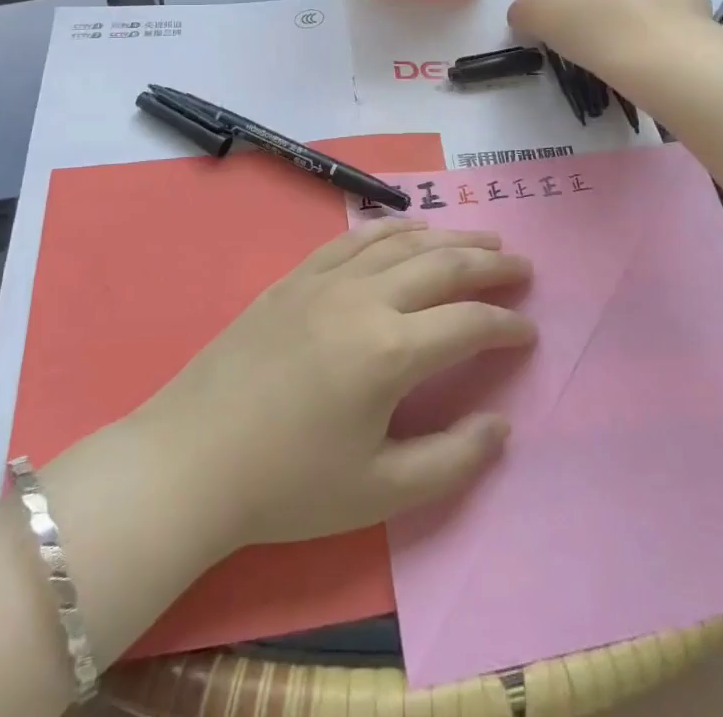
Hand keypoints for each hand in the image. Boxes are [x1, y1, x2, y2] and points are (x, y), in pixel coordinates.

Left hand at [130, 220, 534, 551]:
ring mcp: (328, 279)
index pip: (469, 323)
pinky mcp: (297, 276)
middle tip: (523, 265)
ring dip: (449, 236)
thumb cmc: (287, 485)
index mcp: (391, 351)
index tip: (530, 332)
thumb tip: (500, 426)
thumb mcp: (378, 492)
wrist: (192, 458)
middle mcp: (366, 299)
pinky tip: (409, 229)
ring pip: (404, 242)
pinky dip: (392, 228)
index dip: (507, 326)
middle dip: (491, 263)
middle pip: (444, 265)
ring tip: (482, 237)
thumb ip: (451, 461)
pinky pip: (356, 238)